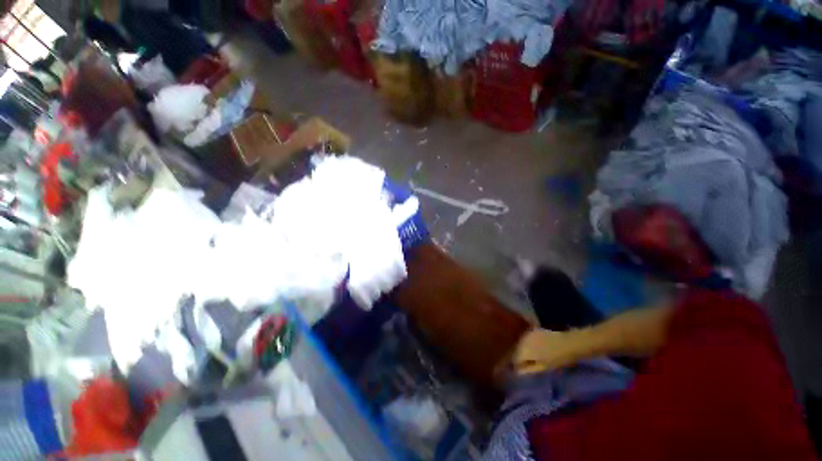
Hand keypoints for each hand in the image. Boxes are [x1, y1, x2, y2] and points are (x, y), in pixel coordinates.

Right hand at [512, 328, 575, 374]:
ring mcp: (527, 334)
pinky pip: (525, 339)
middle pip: (516, 350)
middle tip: (524, 365)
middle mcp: (522, 340)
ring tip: (528, 357)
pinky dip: (526, 344)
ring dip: (522, 350)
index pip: (514, 359)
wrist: (568, 343)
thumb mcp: (543, 367)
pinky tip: (533, 349)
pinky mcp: (533, 330)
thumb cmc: (557, 358)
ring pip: (520, 344)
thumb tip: (517, 372)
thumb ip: (528, 369)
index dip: (516, 366)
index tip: (520, 371)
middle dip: (518, 357)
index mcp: (523, 350)